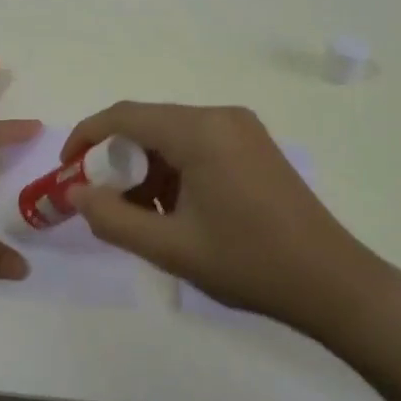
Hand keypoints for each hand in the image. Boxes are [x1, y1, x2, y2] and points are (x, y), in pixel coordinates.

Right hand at [63, 102, 383, 322]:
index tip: (67, 171)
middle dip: (117, 159)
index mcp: (200, 131)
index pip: (124, 116)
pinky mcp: (254, 146)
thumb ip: (113, 218)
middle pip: (149, 124)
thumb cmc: (249, 263)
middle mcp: (220, 116)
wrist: (333, 283)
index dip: (86, 138)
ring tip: (142, 216)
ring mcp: (242, 129)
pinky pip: (198, 145)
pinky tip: (176, 210)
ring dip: (147, 169)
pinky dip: (174, 170)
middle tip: (103, 201)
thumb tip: (76, 193)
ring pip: (172, 136)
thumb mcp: (170, 248)